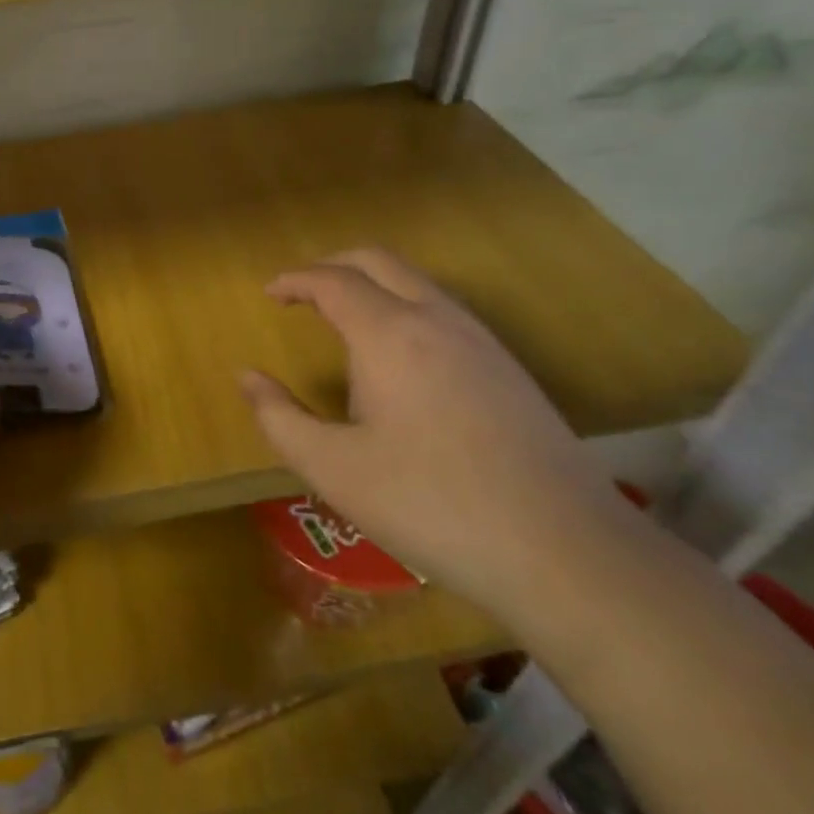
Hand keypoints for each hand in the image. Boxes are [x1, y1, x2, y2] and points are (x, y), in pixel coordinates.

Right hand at [240, 249, 632, 622]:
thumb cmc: (432, 505)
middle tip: (301, 293)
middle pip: (378, 262)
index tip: (269, 294)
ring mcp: (481, 341)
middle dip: (332, 266)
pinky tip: (399, 358)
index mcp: (390, 335)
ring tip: (344, 320)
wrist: (566, 552)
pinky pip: (444, 310)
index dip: (294, 280)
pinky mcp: (509, 369)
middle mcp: (437, 320)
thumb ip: (279, 418)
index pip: (332, 281)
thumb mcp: (334, 469)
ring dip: (372, 285)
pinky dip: (405, 306)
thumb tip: (247, 378)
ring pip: (418, 282)